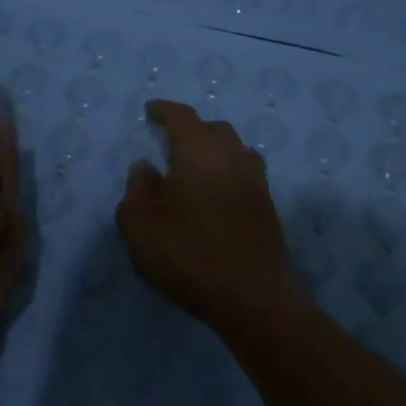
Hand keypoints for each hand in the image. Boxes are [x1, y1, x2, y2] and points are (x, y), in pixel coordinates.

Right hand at [116, 100, 301, 331]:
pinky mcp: (267, 207)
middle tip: (171, 141)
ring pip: (235, 151)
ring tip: (195, 167)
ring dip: (214, 151)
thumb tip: (145, 167)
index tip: (151, 110)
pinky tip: (215, 194)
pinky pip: (244, 176)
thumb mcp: (139, 223)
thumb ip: (137, 189)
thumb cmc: (186, 252)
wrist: (250, 295)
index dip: (164, 110)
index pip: (181, 116)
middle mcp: (232, 156)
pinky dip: (227, 175)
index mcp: (199, 150)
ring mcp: (256, 181)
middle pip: (213, 129)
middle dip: (192, 130)